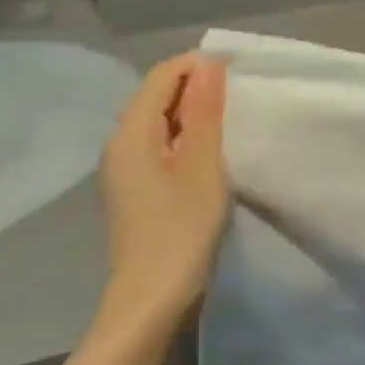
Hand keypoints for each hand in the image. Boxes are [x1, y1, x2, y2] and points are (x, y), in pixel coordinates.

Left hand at [96, 53, 229, 336]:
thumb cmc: (180, 229)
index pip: (162, 76)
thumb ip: (204, 111)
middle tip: (244, 97)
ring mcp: (125, 169)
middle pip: (158, 95)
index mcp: (131, 134)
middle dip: (200, 87)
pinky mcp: (137, 188)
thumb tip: (209, 63)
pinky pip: (162, 144)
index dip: (199, 66)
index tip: (241, 75)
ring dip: (196, 113)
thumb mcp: (202, 164)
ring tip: (235, 121)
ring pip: (162, 120)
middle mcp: (120, 144)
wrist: (150, 300)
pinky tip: (214, 153)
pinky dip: (189, 137)